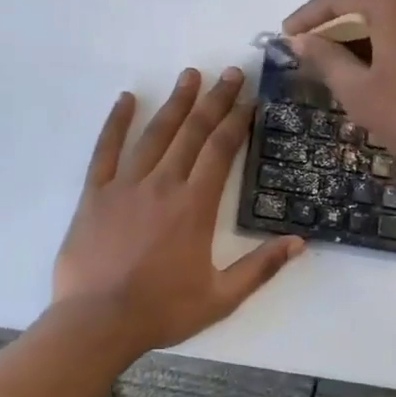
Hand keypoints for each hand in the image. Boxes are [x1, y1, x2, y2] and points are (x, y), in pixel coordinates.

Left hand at [53, 67, 303, 351]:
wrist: (96, 323)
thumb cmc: (161, 311)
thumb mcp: (221, 297)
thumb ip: (260, 267)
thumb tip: (299, 242)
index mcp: (194, 206)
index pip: (220, 150)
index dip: (237, 120)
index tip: (248, 98)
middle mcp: (163, 184)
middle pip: (193, 132)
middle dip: (214, 100)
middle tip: (229, 73)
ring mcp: (126, 185)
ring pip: (155, 134)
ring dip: (175, 102)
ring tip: (190, 75)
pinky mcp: (96, 193)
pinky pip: (106, 150)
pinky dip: (116, 122)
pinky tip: (126, 99)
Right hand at [284, 0, 395, 190]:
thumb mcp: (361, 92)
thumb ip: (326, 59)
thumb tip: (300, 41)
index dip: (308, 15)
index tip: (286, 35)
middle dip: (336, 16)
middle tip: (312, 45)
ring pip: (395, 0)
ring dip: (366, 22)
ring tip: (343, 54)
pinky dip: (394, 26)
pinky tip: (381, 55)